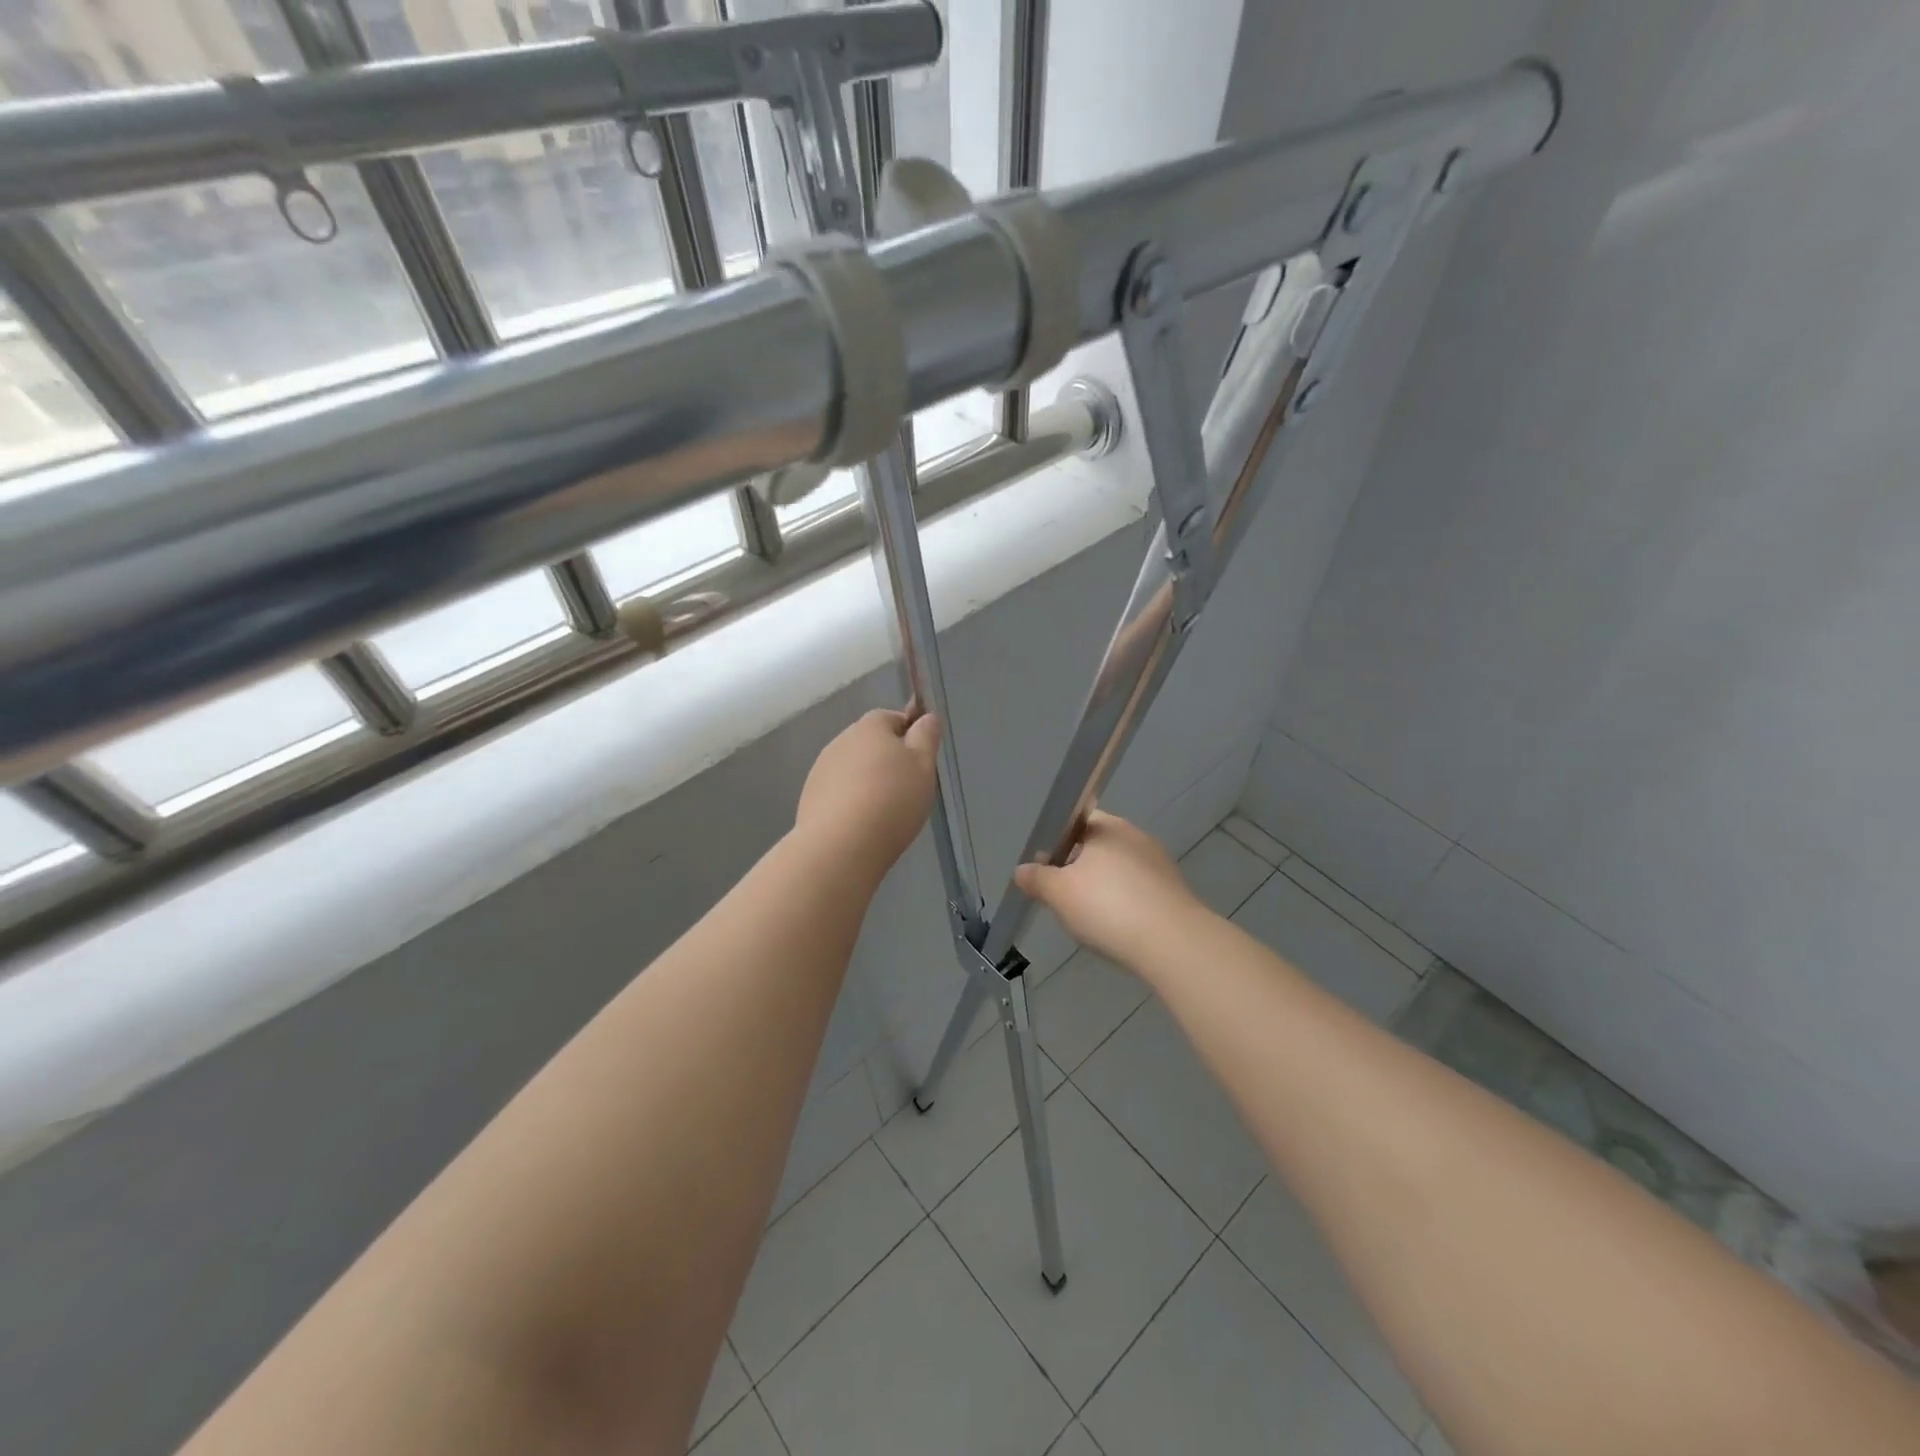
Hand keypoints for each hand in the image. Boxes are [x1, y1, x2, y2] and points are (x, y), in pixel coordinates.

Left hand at [795, 709, 940, 882]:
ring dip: (867, 782)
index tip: (920, 763)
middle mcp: (841, 741)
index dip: (909, 737)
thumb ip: (926, 737)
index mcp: (870, 726)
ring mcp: (821, 769)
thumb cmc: (892, 800)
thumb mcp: (923, 766)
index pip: (893, 718)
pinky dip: (850, 802)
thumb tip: (926, 717)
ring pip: (853, 769)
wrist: (841, 845)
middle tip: (906, 790)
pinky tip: (861, 825)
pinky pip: (838, 792)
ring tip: (884, 812)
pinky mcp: (810, 798)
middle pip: (870, 744)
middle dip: (887, 761)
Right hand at [1014, 810, 1203, 970]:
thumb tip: (1022, 870)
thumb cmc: (1108, 907)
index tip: (1046, 869)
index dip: (1057, 842)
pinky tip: (1117, 928)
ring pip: (1119, 870)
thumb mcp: (1059, 893)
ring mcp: (1159, 863)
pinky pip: (1139, 891)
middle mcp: (1135, 836)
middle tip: (1062, 898)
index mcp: (1107, 826)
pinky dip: (1125, 904)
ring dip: (1103, 888)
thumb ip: (1037, 879)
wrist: (1173, 943)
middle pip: (1097, 846)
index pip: (1076, 821)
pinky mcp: (1174, 890)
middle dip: (1079, 868)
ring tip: (1089, 919)